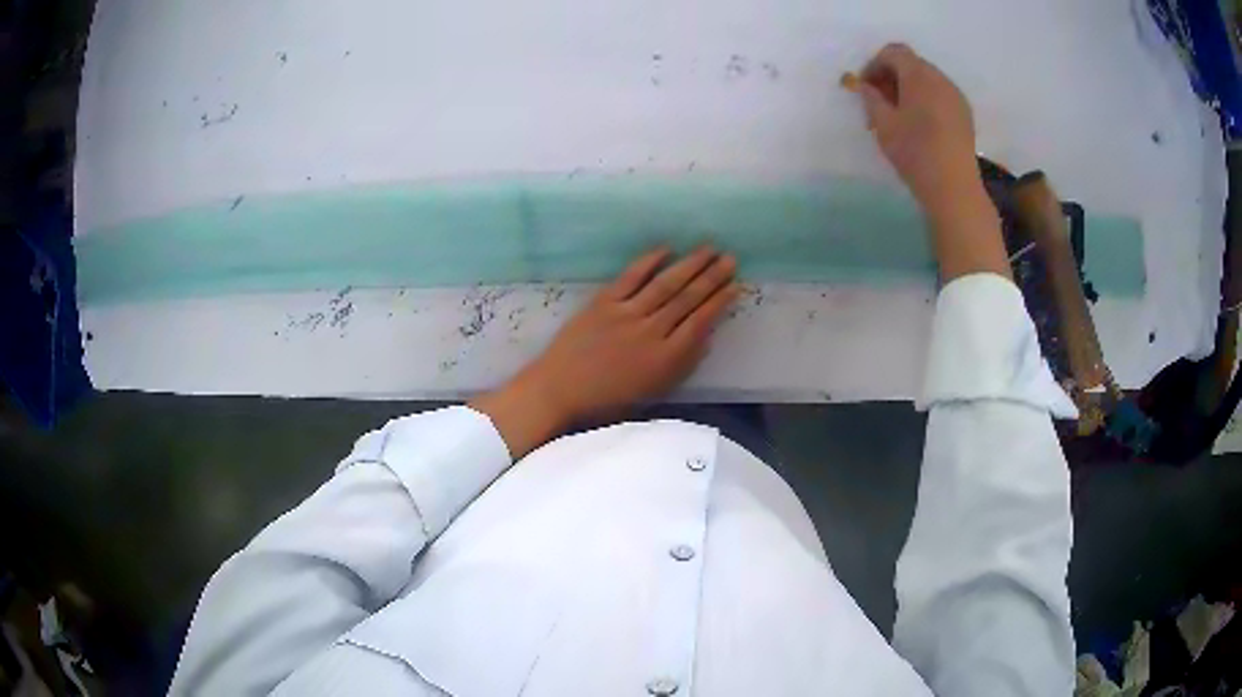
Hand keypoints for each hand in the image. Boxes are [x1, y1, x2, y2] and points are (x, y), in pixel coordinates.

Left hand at [472, 246, 738, 457]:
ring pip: (665, 284)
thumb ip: (682, 365)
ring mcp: (626, 314)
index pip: (701, 322)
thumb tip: (706, 336)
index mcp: (665, 358)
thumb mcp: (653, 393)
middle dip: (712, 277)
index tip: (737, 284)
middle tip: (730, 258)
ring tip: (709, 249)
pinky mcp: (603, 302)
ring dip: (689, 264)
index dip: (720, 301)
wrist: (559, 391)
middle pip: (688, 298)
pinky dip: (649, 262)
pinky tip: (667, 249)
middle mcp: (650, 331)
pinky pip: (631, 277)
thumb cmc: (607, 400)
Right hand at [848, 43, 979, 213]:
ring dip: (909, 88)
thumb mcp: (883, 124)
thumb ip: (871, 98)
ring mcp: (955, 95)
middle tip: (879, 101)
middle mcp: (940, 78)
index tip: (865, 87)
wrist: (954, 187)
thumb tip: (865, 86)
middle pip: (911, 63)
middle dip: (892, 76)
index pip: (893, 52)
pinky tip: (920, 124)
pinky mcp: (965, 113)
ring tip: (898, 115)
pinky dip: (925, 99)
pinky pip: (940, 94)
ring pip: (927, 79)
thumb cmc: (915, 152)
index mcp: (919, 75)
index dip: (874, 64)